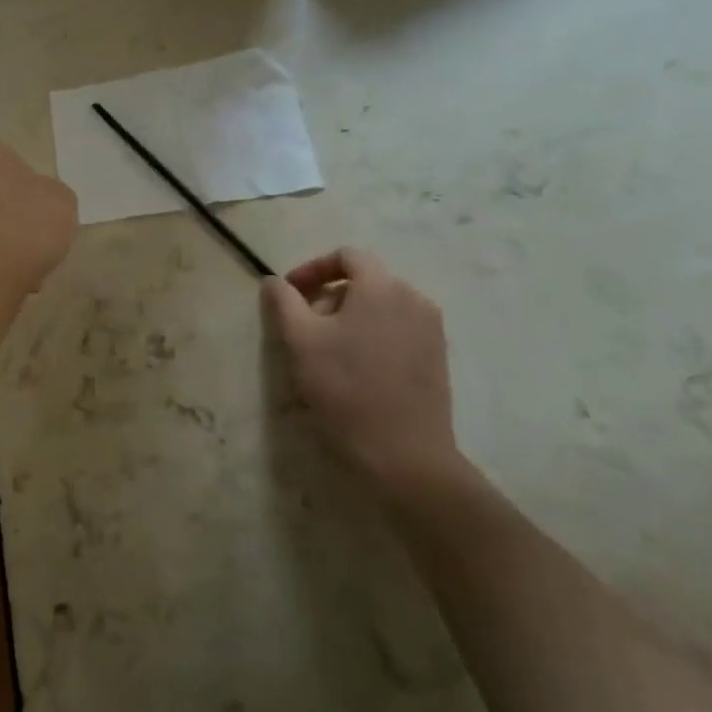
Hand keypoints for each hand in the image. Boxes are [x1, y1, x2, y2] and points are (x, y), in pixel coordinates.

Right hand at [263, 248, 460, 496]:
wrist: (404, 455)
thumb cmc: (345, 389)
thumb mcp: (299, 340)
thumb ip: (283, 301)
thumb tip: (274, 280)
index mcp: (381, 287)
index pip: (346, 256)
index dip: (312, 269)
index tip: (289, 294)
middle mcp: (413, 298)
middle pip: (364, 280)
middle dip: (328, 296)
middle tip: (303, 327)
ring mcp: (431, 329)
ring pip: (381, 306)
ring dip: (349, 316)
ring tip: (327, 350)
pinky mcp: (437, 358)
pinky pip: (397, 329)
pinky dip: (372, 334)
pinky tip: (356, 368)